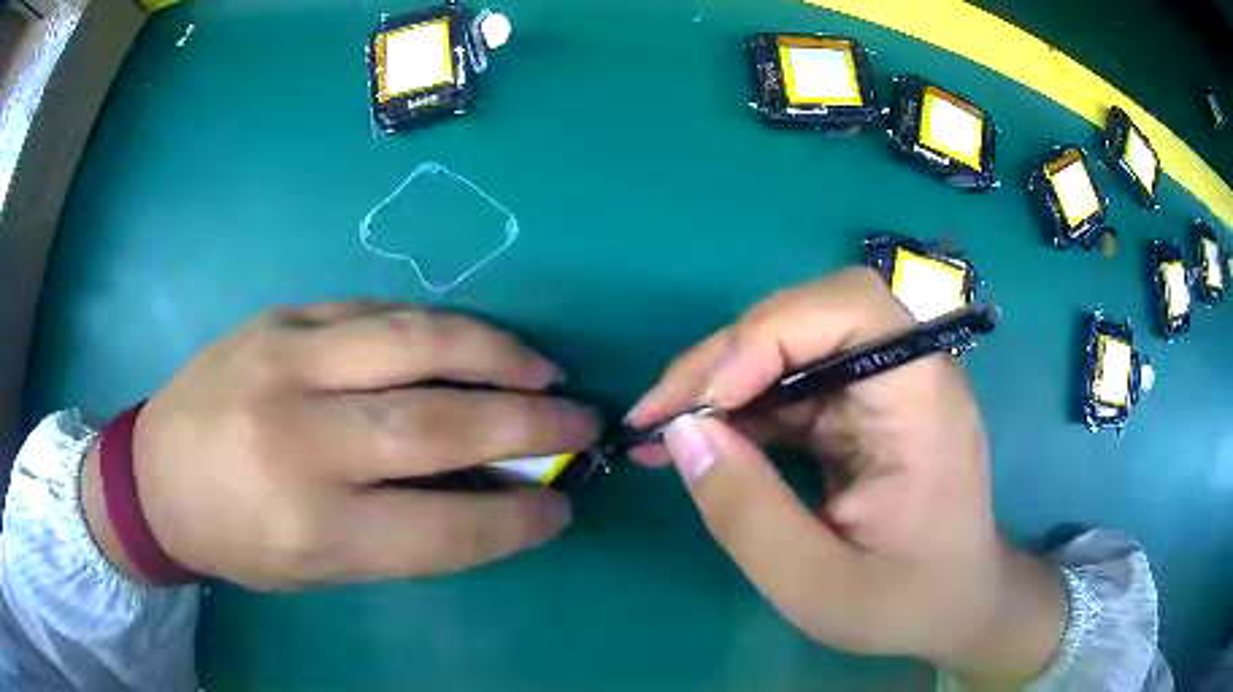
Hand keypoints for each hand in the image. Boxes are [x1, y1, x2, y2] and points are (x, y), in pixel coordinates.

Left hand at [82, 303, 598, 589]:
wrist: (157, 473)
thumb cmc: (239, 539)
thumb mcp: (320, 567)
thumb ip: (405, 534)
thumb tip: (491, 498)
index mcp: (312, 526)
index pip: (445, 528)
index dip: (517, 520)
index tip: (561, 508)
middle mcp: (300, 441)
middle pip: (438, 425)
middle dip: (530, 424)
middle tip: (582, 423)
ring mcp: (286, 362)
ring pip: (416, 343)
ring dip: (497, 355)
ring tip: (542, 370)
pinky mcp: (281, 318)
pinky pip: (377, 313)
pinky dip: (438, 329)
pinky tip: (469, 344)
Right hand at [627, 269, 1064, 686]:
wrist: (953, 606)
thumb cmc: (904, 602)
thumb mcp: (817, 585)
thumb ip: (748, 514)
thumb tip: (682, 434)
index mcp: (921, 400)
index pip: (853, 307)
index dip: (772, 332)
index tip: (708, 403)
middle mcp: (905, 372)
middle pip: (809, 316)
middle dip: (726, 357)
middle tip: (657, 415)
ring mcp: (880, 386)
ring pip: (787, 345)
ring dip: (719, 380)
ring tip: (659, 429)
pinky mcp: (858, 407)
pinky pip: (788, 384)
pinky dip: (737, 407)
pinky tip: (697, 440)